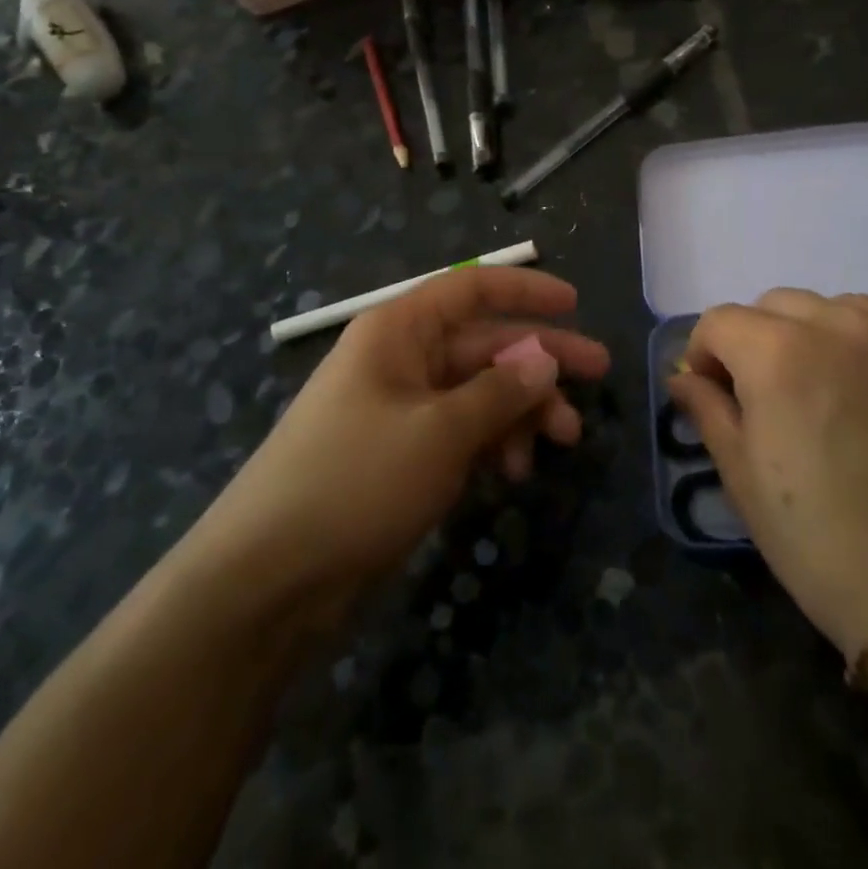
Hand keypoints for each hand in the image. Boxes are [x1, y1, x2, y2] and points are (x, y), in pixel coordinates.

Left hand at [191, 267, 605, 598]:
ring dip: (521, 411)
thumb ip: (500, 392)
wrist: (268, 579)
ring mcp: (401, 409)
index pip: (471, 289)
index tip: (575, 304)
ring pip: (478, 392)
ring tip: (561, 443)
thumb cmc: (356, 480)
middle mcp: (401, 359)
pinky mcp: (402, 454)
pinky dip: (491, 444)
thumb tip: (544, 357)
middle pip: (484, 344)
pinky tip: (512, 473)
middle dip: (540, 362)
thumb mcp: (440, 431)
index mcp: (399, 331)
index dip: (525, 290)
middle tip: (599, 377)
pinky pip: (460, 431)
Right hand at [669, 289, 867, 659]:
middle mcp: (843, 325)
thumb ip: (707, 408)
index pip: (721, 320)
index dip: (708, 354)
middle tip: (778, 395)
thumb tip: (684, 376)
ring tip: (840, 395)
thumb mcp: (741, 475)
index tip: (717, 390)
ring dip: (826, 339)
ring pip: (844, 310)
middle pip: (780, 304)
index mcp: (777, 351)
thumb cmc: (817, 539)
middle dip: (763, 340)